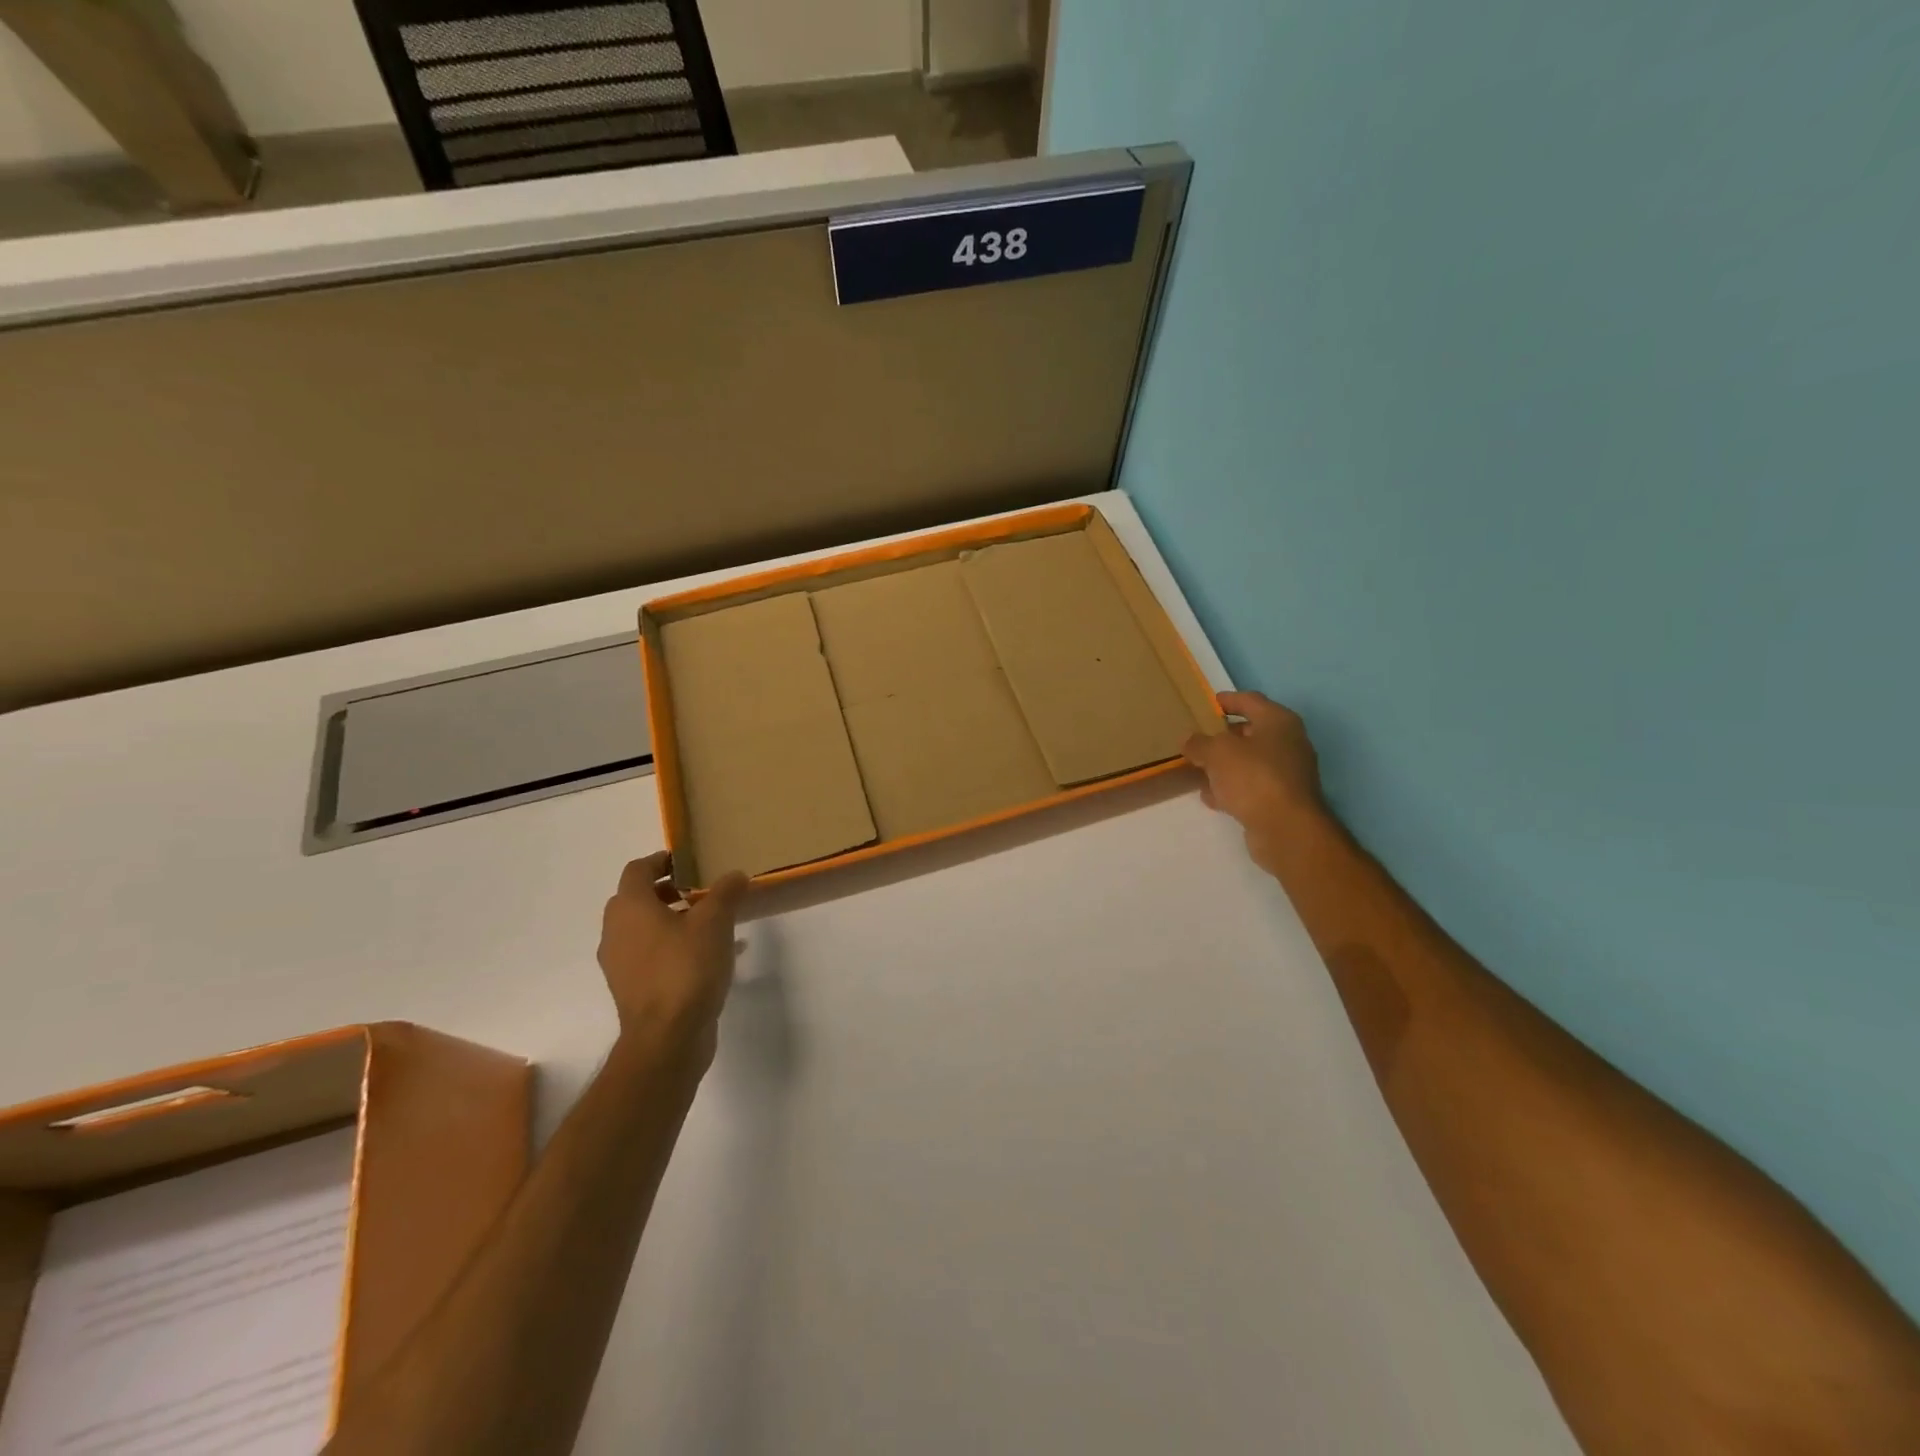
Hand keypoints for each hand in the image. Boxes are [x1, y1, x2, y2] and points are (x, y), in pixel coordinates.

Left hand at [598, 853, 747, 1069]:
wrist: (667, 1038)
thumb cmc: (686, 968)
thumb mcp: (715, 922)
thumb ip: (725, 892)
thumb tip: (735, 875)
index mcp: (630, 908)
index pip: (638, 869)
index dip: (662, 860)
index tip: (690, 862)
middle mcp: (616, 932)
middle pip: (637, 899)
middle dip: (668, 890)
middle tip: (701, 891)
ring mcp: (620, 964)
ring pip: (644, 929)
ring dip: (673, 920)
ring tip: (711, 924)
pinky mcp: (632, 989)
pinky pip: (652, 955)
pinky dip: (674, 947)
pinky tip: (710, 957)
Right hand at [1182, 692, 1329, 875]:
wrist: (1286, 829)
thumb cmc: (1254, 777)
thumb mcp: (1217, 752)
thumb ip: (1199, 743)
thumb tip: (1189, 740)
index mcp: (1278, 722)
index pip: (1250, 700)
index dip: (1228, 700)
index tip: (1209, 702)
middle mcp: (1288, 743)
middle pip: (1251, 732)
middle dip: (1224, 736)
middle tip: (1199, 737)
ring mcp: (1287, 774)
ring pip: (1249, 762)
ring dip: (1226, 764)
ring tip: (1198, 767)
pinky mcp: (1281, 800)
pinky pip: (1251, 786)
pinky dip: (1232, 788)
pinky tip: (1211, 796)